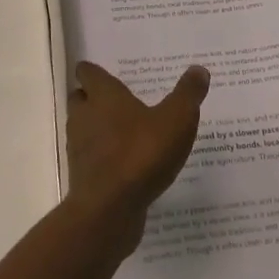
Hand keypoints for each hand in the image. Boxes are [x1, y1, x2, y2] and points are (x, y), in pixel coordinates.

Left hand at [66, 62, 209, 243]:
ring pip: (82, 129)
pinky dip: (101, 157)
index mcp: (103, 95)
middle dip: (92, 98)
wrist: (110, 209)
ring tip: (123, 132)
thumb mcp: (177, 120)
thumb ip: (188, 94)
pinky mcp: (82, 177)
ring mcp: (80, 148)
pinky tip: (124, 165)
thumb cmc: (142, 153)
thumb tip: (199, 69)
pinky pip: (90, 158)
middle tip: (115, 101)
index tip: (103, 72)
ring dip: (96, 128)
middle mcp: (85, 116)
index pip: (88, 73)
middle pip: (80, 99)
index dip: (92, 71)